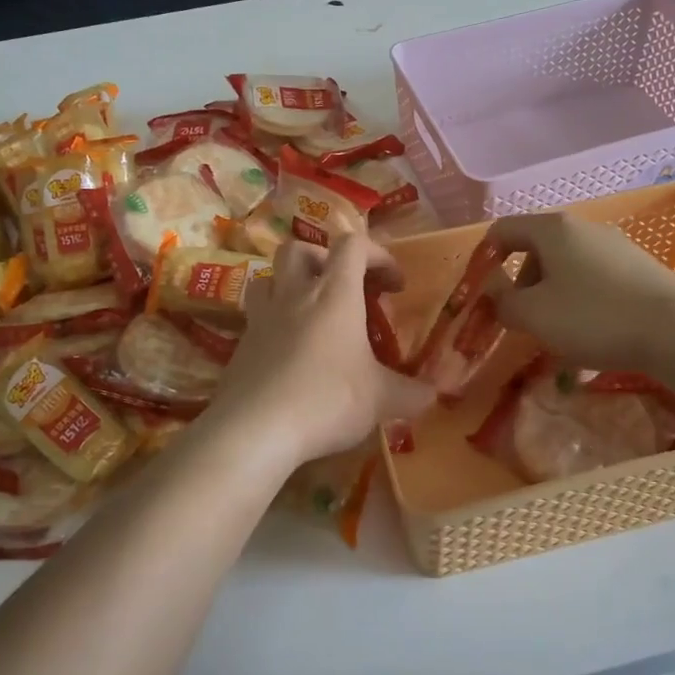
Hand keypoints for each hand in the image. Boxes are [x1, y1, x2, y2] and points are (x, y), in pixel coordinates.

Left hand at [207, 235, 435, 468]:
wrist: (255, 429)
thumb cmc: (327, 400)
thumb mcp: (381, 400)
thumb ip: (412, 393)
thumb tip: (433, 394)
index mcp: (334, 295)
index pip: (353, 245)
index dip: (378, 255)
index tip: (394, 285)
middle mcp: (294, 296)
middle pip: (299, 248)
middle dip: (324, 258)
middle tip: (343, 288)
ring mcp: (261, 319)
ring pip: (268, 278)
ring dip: (290, 285)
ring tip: (309, 313)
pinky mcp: (240, 346)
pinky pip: (256, 319)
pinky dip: (274, 324)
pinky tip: (288, 355)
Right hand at [485, 213, 674, 372]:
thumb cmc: (594, 316)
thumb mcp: (534, 315)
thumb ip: (503, 303)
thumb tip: (498, 298)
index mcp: (553, 229)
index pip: (503, 230)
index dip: (485, 259)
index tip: (483, 293)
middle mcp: (584, 228)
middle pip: (536, 249)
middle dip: (522, 284)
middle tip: (523, 319)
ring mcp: (615, 245)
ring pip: (566, 266)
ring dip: (551, 295)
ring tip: (558, 332)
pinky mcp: (639, 267)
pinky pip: (594, 279)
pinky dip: (581, 300)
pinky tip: (592, 332)